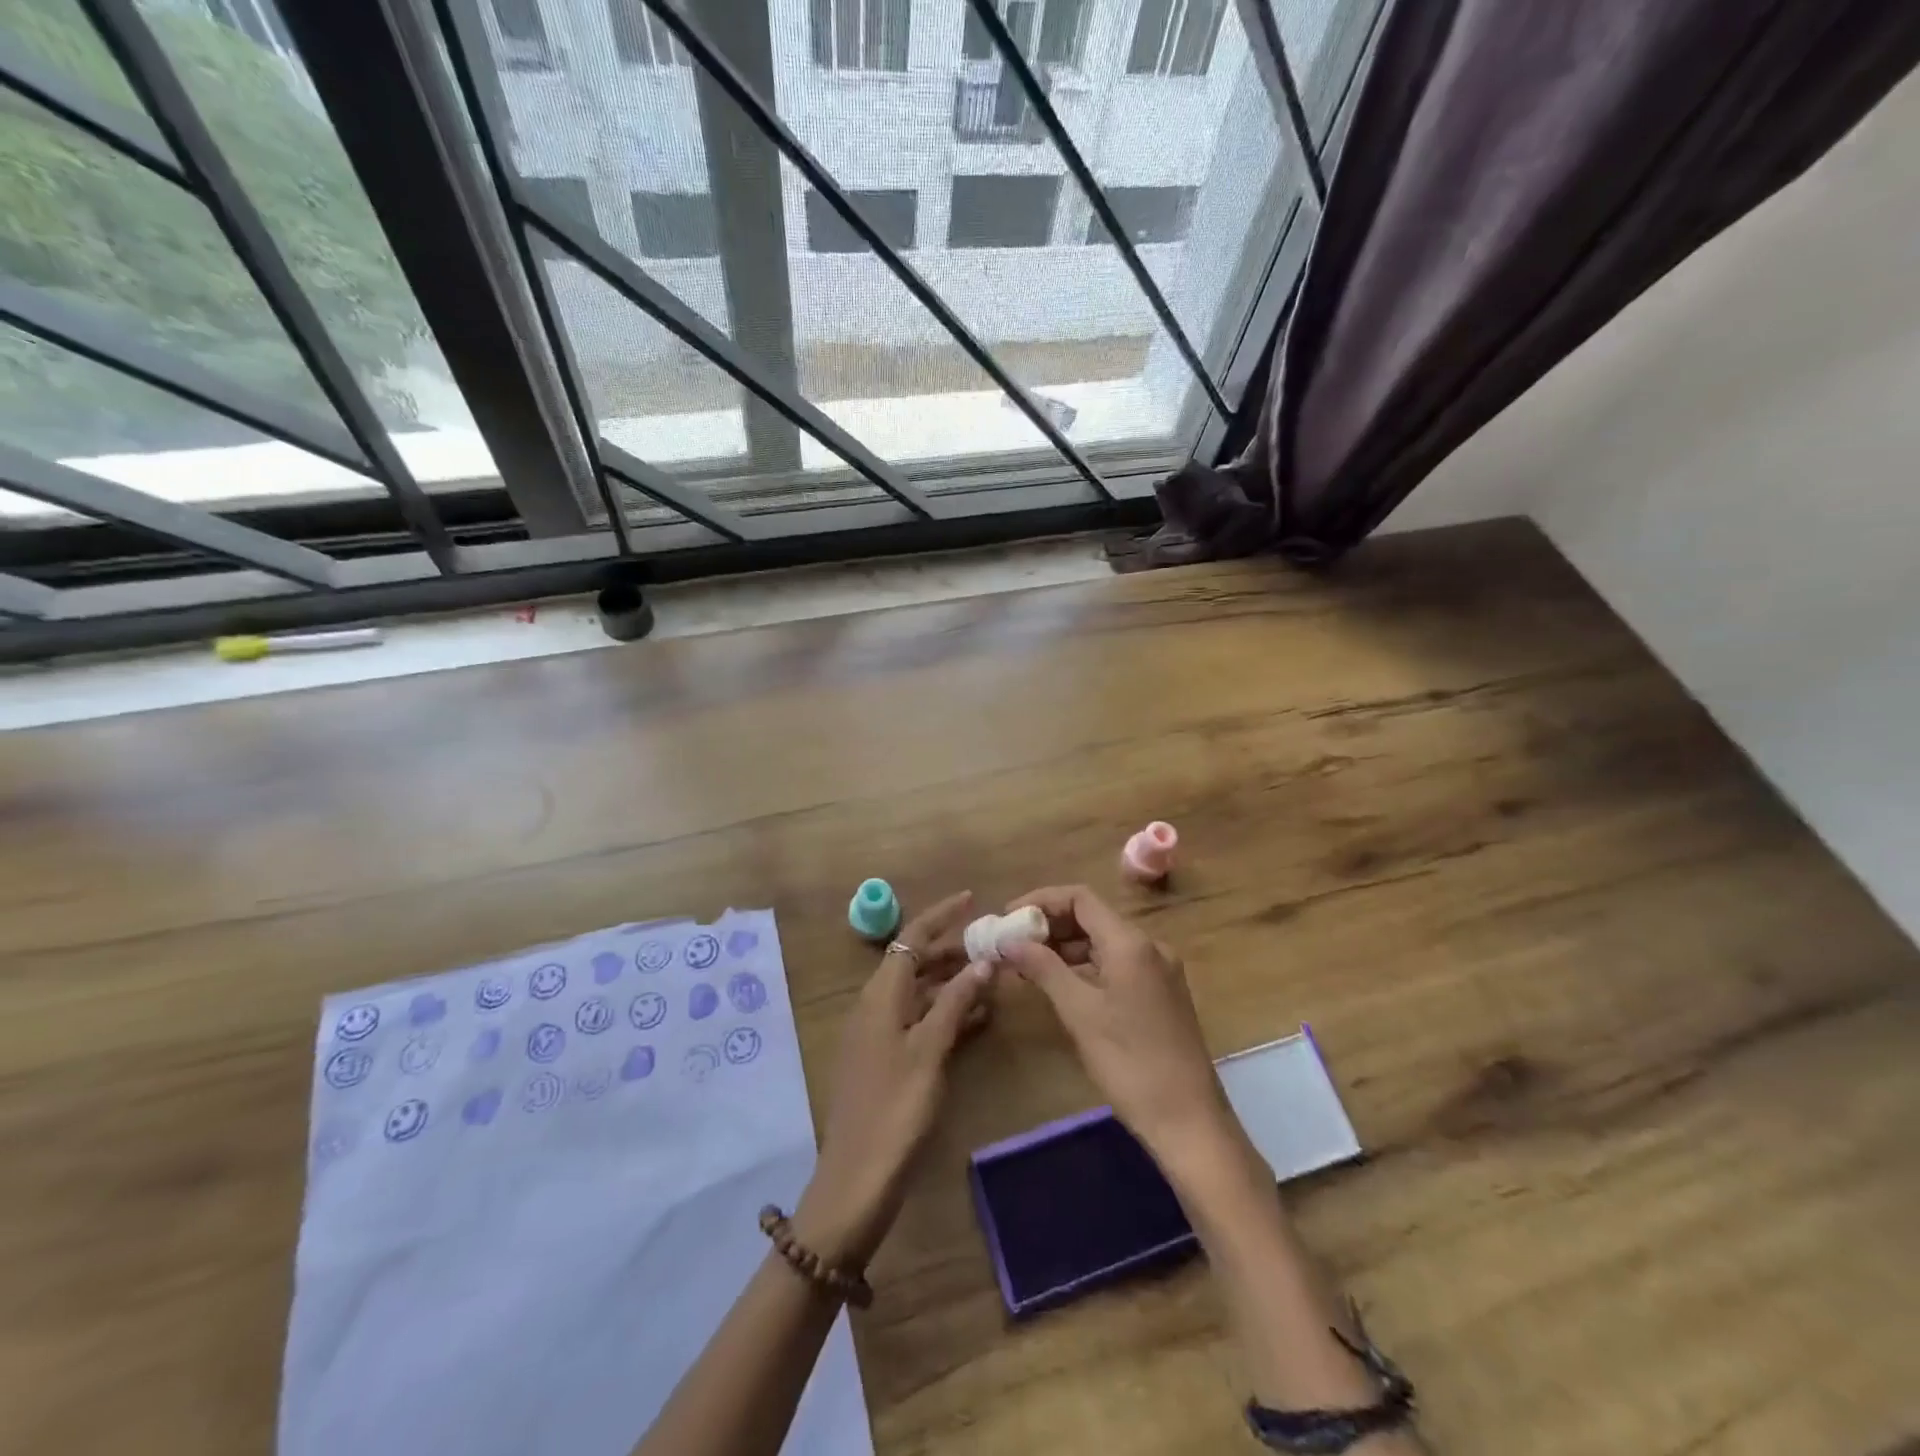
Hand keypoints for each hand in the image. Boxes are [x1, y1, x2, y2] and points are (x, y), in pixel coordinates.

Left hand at [794, 891, 992, 1268]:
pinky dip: (947, 1012)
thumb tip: (983, 961)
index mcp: (880, 994)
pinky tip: (978, 1018)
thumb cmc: (894, 1107)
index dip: (941, 915)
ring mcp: (879, 1033)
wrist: (856, 1179)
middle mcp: (876, 1005)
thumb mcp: (929, 1050)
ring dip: (953, 982)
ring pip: (920, 992)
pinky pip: (919, 1020)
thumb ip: (955, 1002)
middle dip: (952, 949)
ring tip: (993, 977)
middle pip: (915, 962)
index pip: (911, 937)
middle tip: (993, 944)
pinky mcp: (887, 1059)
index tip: (973, 899)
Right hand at [1000, 885, 1235, 1170]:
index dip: (1041, 901)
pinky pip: (1116, 964)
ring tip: (1026, 965)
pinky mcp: (1160, 994)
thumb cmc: (1130, 1063)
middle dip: (1049, 925)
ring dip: (1065, 947)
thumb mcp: (1079, 1013)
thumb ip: (1043, 968)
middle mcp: (1149, 946)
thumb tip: (1009, 941)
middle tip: (1012, 943)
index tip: (1008, 917)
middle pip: (1092, 917)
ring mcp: (1158, 970)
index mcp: (1131, 943)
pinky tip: (1060, 985)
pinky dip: (1085, 967)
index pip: (1080, 898)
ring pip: (1103, 942)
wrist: (1189, 1120)